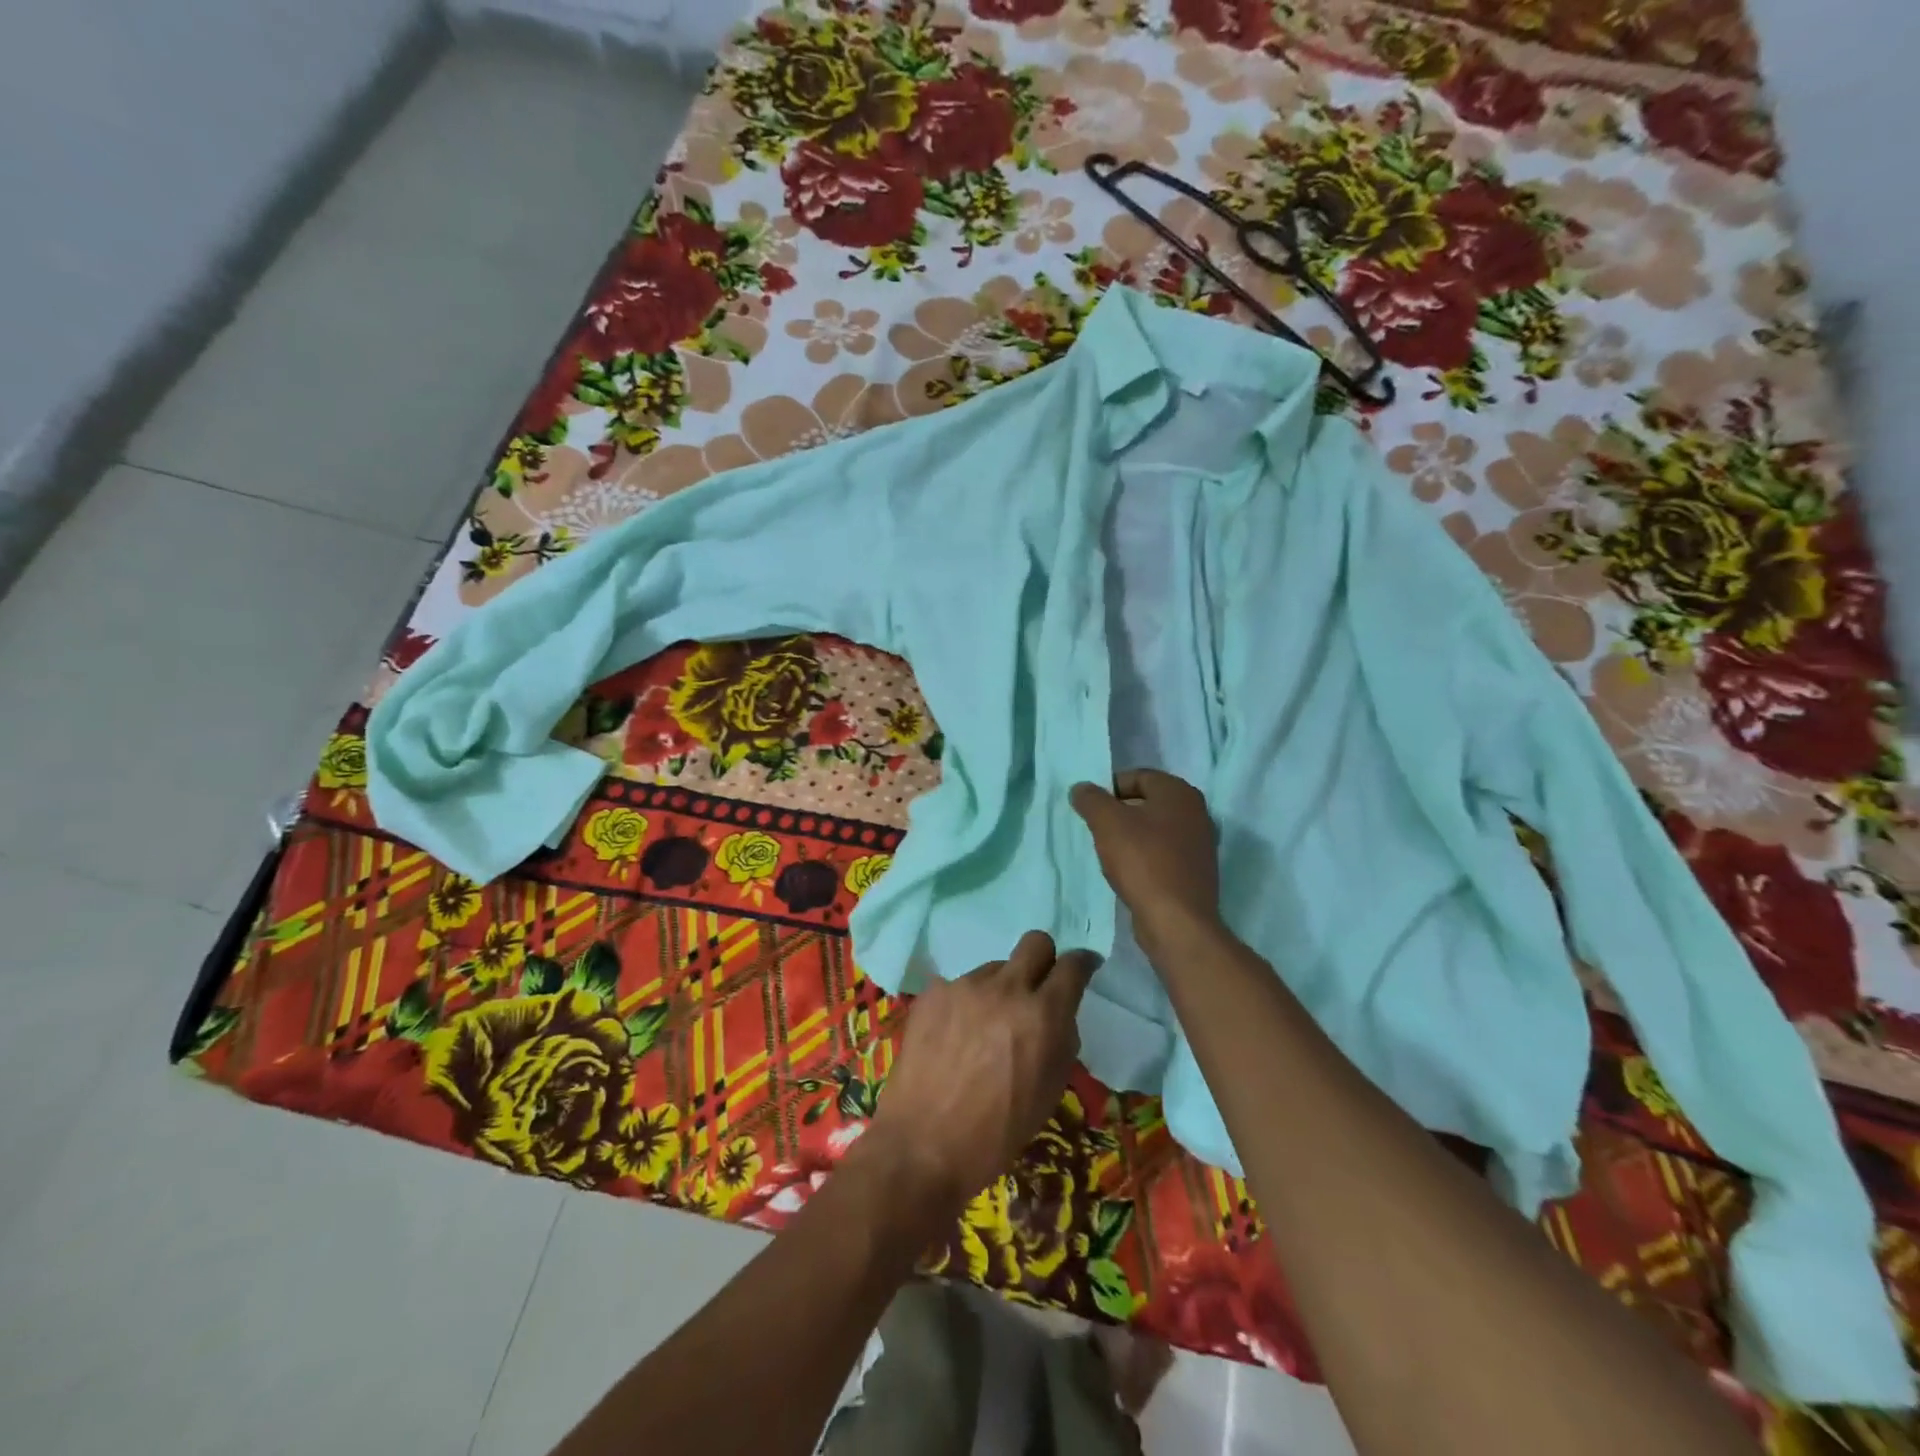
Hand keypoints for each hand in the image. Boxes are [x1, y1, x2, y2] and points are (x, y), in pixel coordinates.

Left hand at [860, 931, 1098, 1219]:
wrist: (923, 1144)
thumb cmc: (997, 1132)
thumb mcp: (1049, 1092)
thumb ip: (1061, 1041)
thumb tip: (1058, 1015)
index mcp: (1043, 1015)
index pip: (1073, 965)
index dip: (1083, 963)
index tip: (1084, 968)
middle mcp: (1006, 989)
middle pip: (1035, 942)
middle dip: (1044, 959)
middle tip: (1037, 988)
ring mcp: (965, 986)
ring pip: (995, 968)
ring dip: (1000, 989)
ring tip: (985, 1028)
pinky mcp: (933, 992)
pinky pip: (960, 985)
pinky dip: (966, 1003)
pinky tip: (954, 1035)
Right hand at [1070, 769, 1222, 957]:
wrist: (1177, 920)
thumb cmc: (1142, 861)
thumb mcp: (1107, 823)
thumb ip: (1091, 799)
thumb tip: (1081, 788)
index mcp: (1179, 792)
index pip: (1138, 776)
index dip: (1110, 787)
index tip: (1089, 807)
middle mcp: (1196, 812)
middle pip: (1148, 802)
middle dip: (1119, 812)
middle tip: (1095, 828)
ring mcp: (1200, 844)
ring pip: (1155, 829)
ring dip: (1131, 836)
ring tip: (1108, 851)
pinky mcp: (1195, 872)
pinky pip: (1163, 853)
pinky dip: (1144, 857)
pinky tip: (1128, 873)